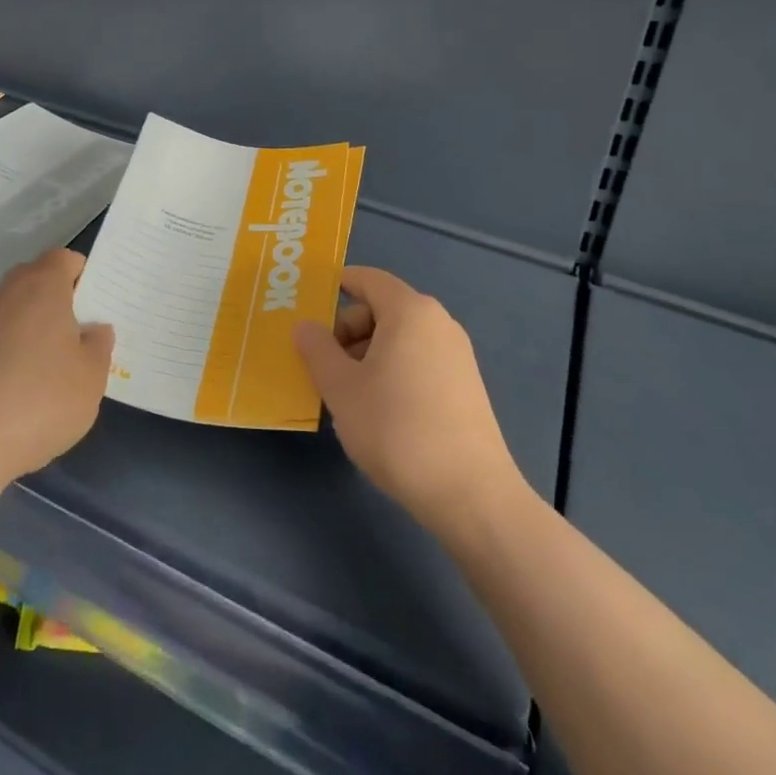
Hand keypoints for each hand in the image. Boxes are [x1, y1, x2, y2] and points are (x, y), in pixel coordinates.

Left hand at [0, 248, 114, 488]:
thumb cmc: (41, 398)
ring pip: (16, 311)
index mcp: (43, 285)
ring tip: (54, 368)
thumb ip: (99, 346)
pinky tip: (24, 390)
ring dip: (34, 330)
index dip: (83, 276)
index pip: (65, 259)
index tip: (98, 306)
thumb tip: (93, 329)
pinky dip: (13, 353)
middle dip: (59, 302)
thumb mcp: (92, 376)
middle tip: (82, 336)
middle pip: (38, 281)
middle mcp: (9, 293)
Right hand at [294, 266, 526, 536]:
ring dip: (366, 356)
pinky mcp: (465, 387)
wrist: (470, 495)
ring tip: (346, 395)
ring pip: (398, 339)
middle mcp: (438, 323)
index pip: (367, 279)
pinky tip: (378, 412)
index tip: (308, 308)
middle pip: (381, 310)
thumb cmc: (396, 428)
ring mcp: (456, 356)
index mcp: (409, 311)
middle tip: (321, 366)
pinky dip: (391, 372)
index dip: (336, 286)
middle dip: (346, 331)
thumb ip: (317, 350)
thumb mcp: (341, 388)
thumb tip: (305, 326)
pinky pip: (417, 361)